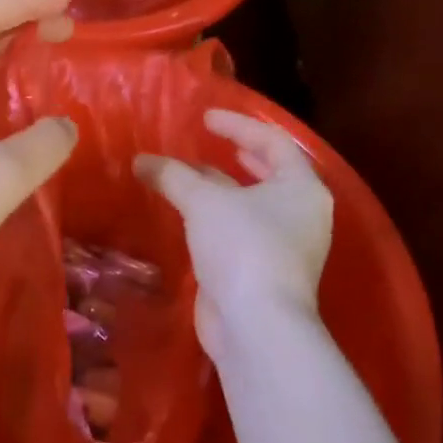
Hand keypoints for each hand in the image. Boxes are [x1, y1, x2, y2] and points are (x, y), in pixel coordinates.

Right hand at [135, 110, 332, 357]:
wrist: (255, 324)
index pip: (274, 142)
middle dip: (240, 156)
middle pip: (270, 174)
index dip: (239, 125)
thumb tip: (141, 161)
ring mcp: (285, 246)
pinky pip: (240, 231)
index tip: (206, 118)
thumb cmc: (242, 247)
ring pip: (251, 205)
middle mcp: (301, 214)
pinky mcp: (263, 272)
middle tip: (213, 143)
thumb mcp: (204, 201)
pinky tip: (190, 215)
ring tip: (191, 175)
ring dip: (222, 188)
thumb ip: (173, 176)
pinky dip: (216, 217)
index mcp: (302, 188)